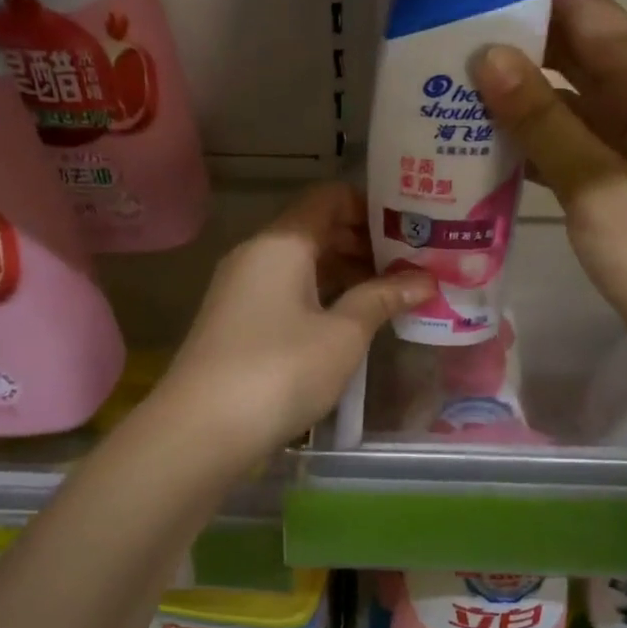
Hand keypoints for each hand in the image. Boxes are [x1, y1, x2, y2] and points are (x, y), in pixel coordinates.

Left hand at [160, 183, 436, 456]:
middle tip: (411, 266)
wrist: (202, 429)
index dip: (371, 206)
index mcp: (281, 243)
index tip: (411, 229)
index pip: (329, 198)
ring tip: (391, 296)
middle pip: (316, 230)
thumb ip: (382, 299)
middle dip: (364, 244)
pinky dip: (321, 298)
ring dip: (345, 275)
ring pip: (302, 265)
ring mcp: (242, 290)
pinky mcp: (237, 322)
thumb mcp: (342, 335)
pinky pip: (287, 293)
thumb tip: (424, 279)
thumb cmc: (280, 371)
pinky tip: (351, 323)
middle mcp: (256, 255)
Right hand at [472, 0, 626, 388]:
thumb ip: (544, 122)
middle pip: (573, 57)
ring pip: (564, 110)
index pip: (590, 14)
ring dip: (513, 101)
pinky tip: (479, 152)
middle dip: (514, 42)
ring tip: (445, 89)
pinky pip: (565, 155)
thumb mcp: (600, 184)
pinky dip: (527, 150)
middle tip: (440, 35)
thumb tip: (489, 57)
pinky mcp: (615, 196)